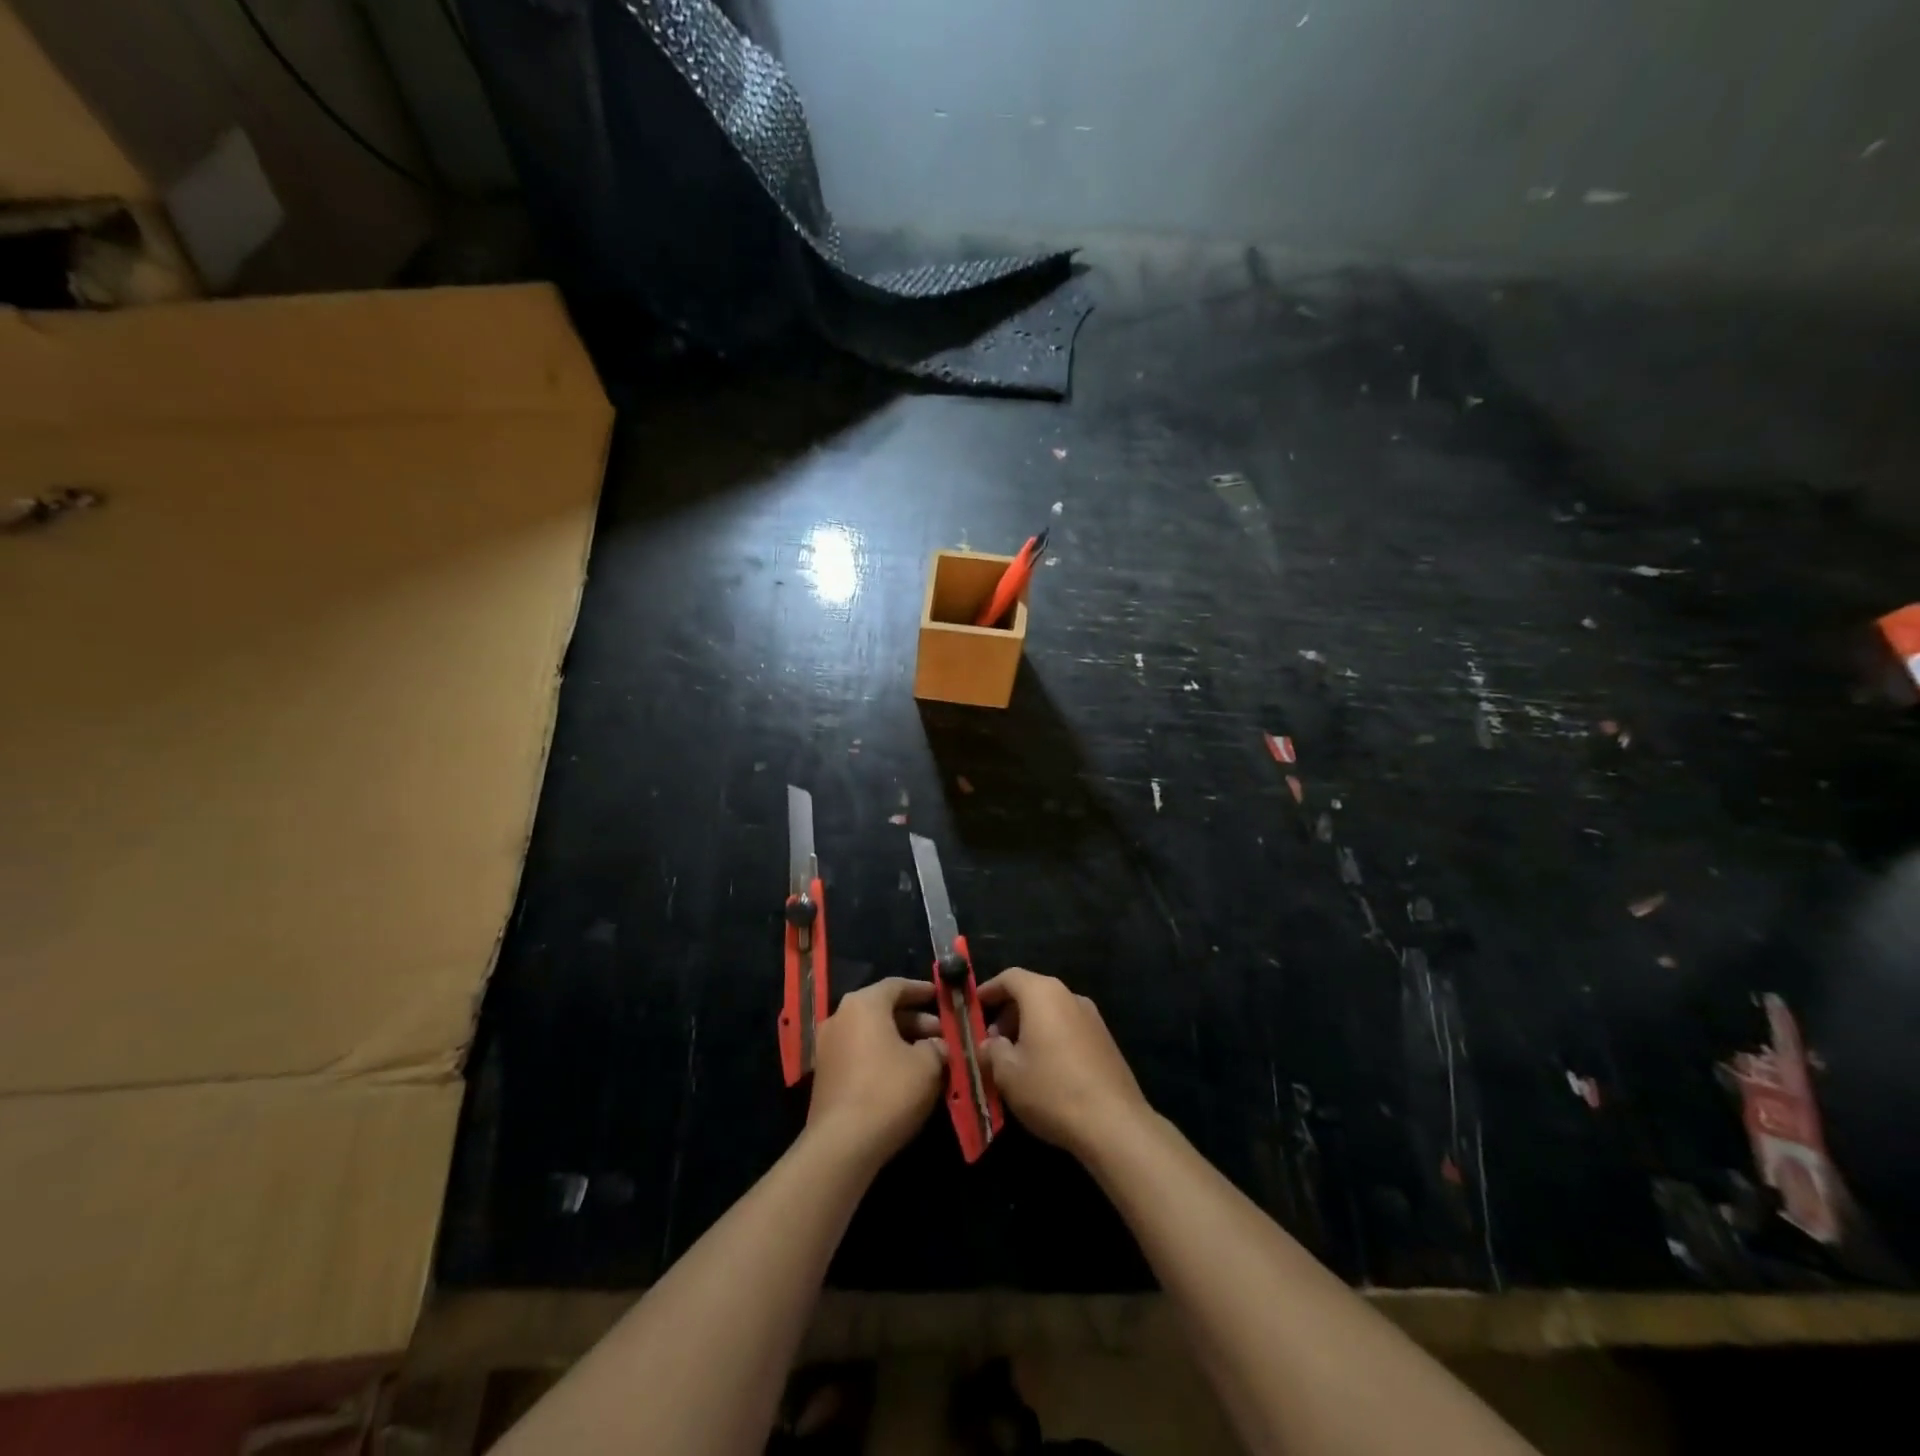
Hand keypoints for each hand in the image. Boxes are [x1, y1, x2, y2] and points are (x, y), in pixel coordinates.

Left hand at [807, 978, 947, 1164]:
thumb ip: (937, 1046)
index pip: (896, 985)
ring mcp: (828, 1046)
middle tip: (941, 1034)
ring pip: (872, 1033)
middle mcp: (841, 1017)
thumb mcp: (927, 1066)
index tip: (942, 996)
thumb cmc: (888, 1092)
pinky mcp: (825, 1074)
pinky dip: (882, 1056)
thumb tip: (938, 1045)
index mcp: (864, 1004)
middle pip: (883, 1009)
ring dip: (900, 1040)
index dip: (922, 990)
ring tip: (928, 1056)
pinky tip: (904, 1075)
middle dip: (915, 1020)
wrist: (841, 1145)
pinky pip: (860, 1052)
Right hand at [978, 969, 1149, 1160]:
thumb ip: (992, 1051)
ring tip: (1016, 1058)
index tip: (974, 1008)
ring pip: (1051, 1011)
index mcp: (1043, 994)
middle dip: (1008, 1012)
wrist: (1114, 1123)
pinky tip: (1044, 1069)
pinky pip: (1068, 1027)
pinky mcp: (1105, 1039)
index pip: (1010, 977)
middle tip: (992, 1041)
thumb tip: (989, 1044)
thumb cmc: (1052, 1090)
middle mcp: (1069, 996)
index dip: (988, 990)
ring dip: (1029, 1027)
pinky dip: (1050, 1037)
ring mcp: (1091, 1017)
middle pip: (1031, 992)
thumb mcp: (1008, 1074)